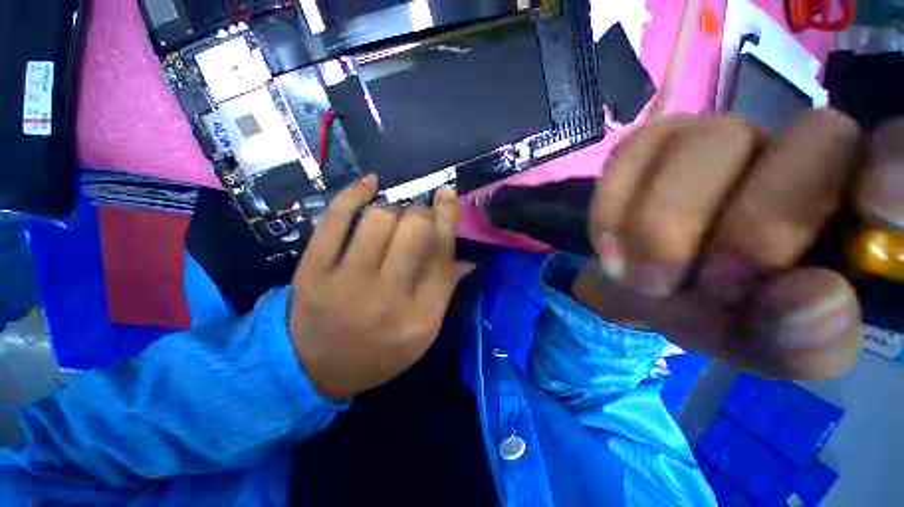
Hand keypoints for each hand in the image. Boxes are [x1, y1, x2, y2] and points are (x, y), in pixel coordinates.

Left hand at [288, 175, 460, 399]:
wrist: (316, 369)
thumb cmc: (380, 351)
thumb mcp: (424, 331)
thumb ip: (445, 290)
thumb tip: (465, 255)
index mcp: (421, 316)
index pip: (442, 253)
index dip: (447, 217)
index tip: (447, 195)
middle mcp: (389, 297)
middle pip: (416, 229)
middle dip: (422, 213)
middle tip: (418, 217)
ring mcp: (347, 283)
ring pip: (381, 218)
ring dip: (394, 209)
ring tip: (393, 218)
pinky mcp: (312, 271)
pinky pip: (335, 218)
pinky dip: (354, 193)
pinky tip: (370, 184)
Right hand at [574, 111, 901, 379]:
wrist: (640, 284)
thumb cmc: (713, 312)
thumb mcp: (761, 344)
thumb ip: (802, 341)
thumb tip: (817, 299)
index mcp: (850, 203)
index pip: (903, 155)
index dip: (899, 169)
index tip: (876, 203)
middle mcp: (797, 147)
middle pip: (812, 143)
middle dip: (751, 232)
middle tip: (706, 289)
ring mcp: (715, 134)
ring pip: (708, 144)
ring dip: (663, 227)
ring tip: (643, 278)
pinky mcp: (648, 141)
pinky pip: (630, 156)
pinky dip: (613, 210)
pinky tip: (611, 247)